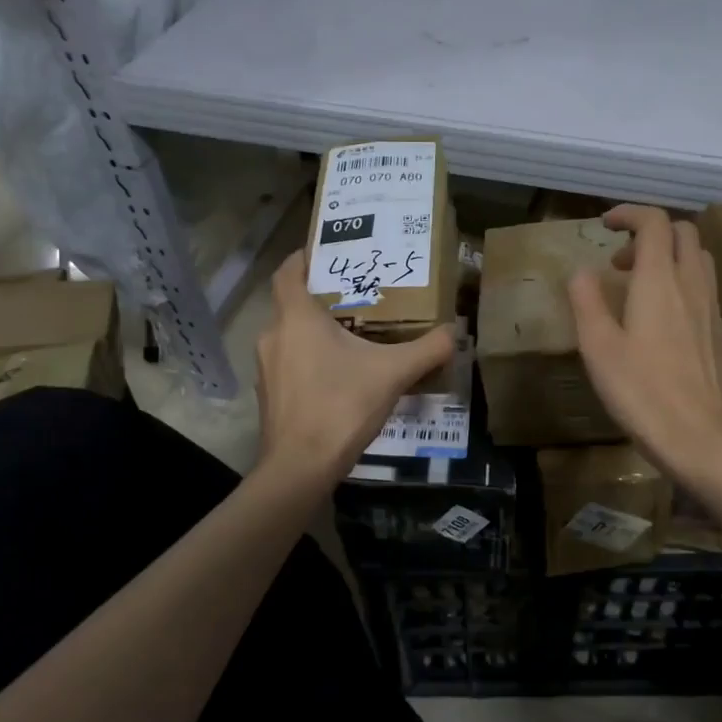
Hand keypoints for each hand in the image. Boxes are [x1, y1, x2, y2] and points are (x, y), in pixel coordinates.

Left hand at [255, 251, 454, 485]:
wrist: (300, 467)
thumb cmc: (341, 406)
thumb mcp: (393, 374)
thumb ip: (427, 349)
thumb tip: (455, 331)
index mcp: (296, 318)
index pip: (288, 271)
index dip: (303, 257)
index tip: (327, 253)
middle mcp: (273, 335)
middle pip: (292, 303)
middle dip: (321, 297)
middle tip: (356, 296)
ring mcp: (266, 368)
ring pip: (290, 335)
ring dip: (314, 331)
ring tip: (352, 335)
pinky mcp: (269, 395)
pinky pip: (288, 363)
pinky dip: (308, 359)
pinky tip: (338, 375)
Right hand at [568, 206, 721, 484]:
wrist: (703, 440)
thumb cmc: (643, 392)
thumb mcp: (598, 347)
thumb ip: (587, 301)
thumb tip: (582, 272)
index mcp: (660, 281)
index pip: (654, 222)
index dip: (629, 213)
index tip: (605, 224)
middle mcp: (692, 285)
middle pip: (683, 233)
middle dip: (651, 233)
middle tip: (621, 261)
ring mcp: (713, 309)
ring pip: (698, 259)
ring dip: (669, 257)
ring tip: (640, 287)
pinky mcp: (721, 334)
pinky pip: (704, 288)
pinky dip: (681, 283)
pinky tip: (661, 321)